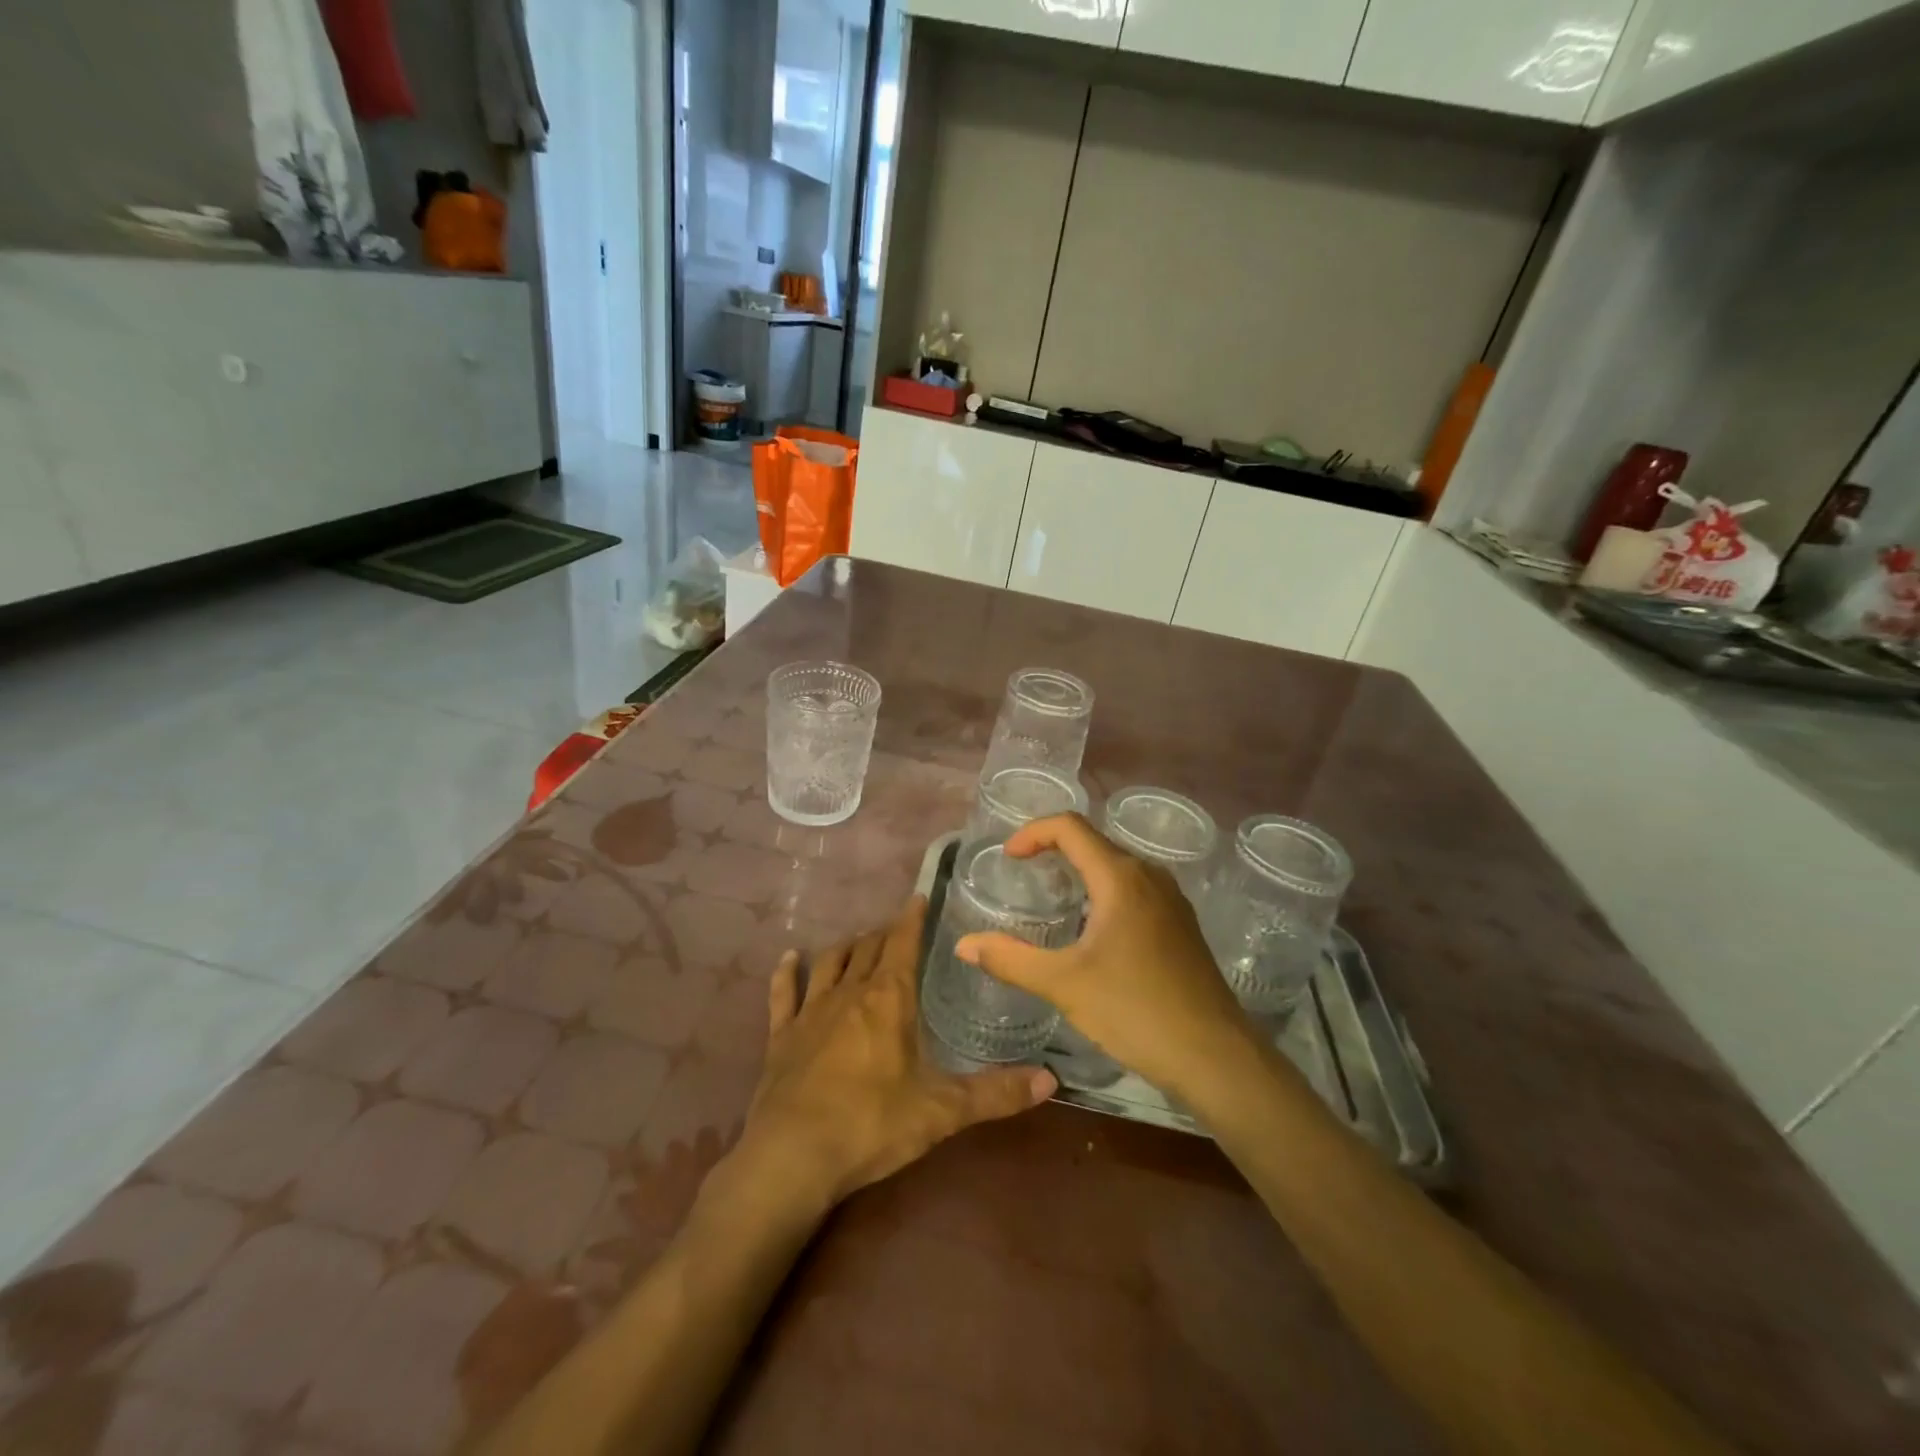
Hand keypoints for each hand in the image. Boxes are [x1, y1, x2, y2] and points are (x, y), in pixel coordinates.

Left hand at [728, 896, 1056, 1216]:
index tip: (918, 896)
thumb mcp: (942, 1111)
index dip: (911, 918)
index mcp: (889, 999)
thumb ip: (996, 1094)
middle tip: (897, 927)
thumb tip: (1051, 1079)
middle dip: (884, 933)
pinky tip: (789, 959)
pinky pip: (784, 994)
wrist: (792, 1156)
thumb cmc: (872, 1124)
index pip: (902, 942)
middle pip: (868, 948)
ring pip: (830, 963)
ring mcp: (810, 1012)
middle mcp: (849, 993)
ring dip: (846, 947)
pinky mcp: (781, 1036)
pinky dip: (787, 973)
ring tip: (857, 940)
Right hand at [955, 814, 1259, 1099]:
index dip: (1033, 832)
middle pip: (1094, 842)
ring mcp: (1171, 900)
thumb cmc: (1135, 1011)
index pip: (1070, 827)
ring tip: (1051, 897)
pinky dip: (1103, 891)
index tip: (1008, 858)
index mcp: (1121, 878)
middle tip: (1022, 875)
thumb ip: (1010, 959)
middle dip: (1054, 849)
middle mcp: (1149, 876)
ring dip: (1080, 870)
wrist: (1215, 1056)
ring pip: (1116, 866)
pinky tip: (1091, 929)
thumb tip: (964, 945)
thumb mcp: (1064, 984)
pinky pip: (1134, 889)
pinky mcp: (1181, 924)